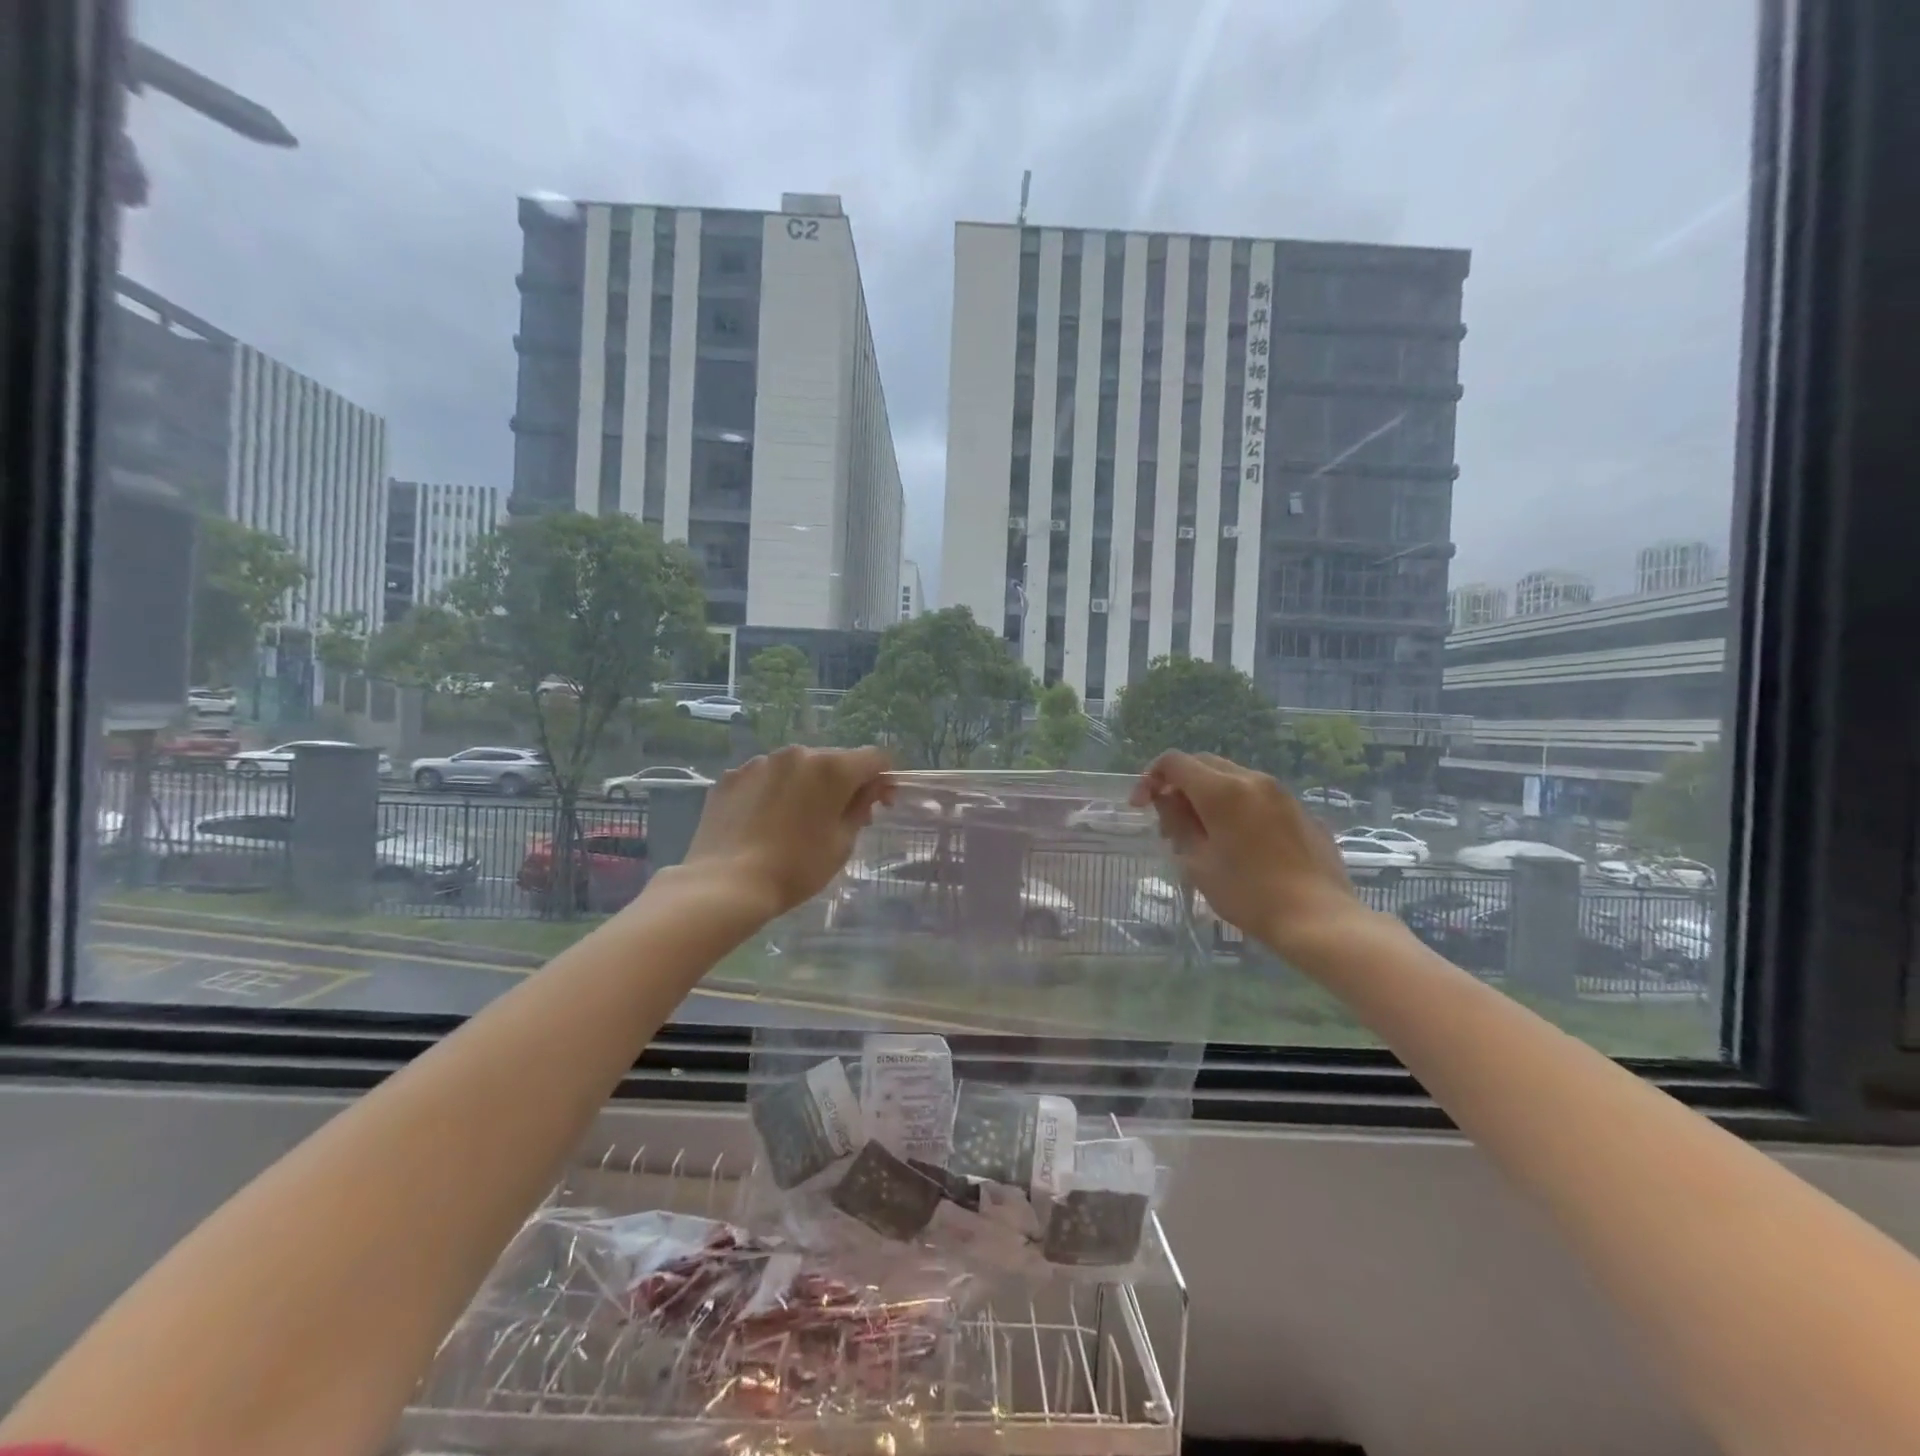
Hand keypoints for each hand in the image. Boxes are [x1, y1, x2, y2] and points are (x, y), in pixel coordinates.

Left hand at [681, 746, 892, 921]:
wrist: (726, 885)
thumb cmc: (796, 868)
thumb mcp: (842, 843)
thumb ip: (861, 808)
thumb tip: (870, 789)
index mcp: (832, 768)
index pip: (874, 758)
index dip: (883, 779)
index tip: (879, 806)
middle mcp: (797, 754)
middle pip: (833, 760)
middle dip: (843, 784)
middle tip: (839, 819)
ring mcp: (760, 762)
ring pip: (796, 767)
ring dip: (805, 786)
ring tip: (795, 822)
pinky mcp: (731, 776)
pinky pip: (764, 778)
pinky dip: (773, 792)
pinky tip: (764, 822)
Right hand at [1130, 751, 1368, 955]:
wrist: (1318, 918)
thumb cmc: (1249, 894)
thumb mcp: (1198, 862)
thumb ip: (1178, 822)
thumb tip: (1167, 799)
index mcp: (1222, 790)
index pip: (1174, 762)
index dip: (1150, 778)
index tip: (1141, 807)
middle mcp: (1252, 780)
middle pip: (1203, 764)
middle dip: (1179, 786)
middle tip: (1169, 824)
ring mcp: (1281, 793)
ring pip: (1232, 779)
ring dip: (1207, 796)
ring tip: (1203, 836)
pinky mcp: (1300, 811)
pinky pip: (1257, 796)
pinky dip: (1236, 807)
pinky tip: (1239, 844)